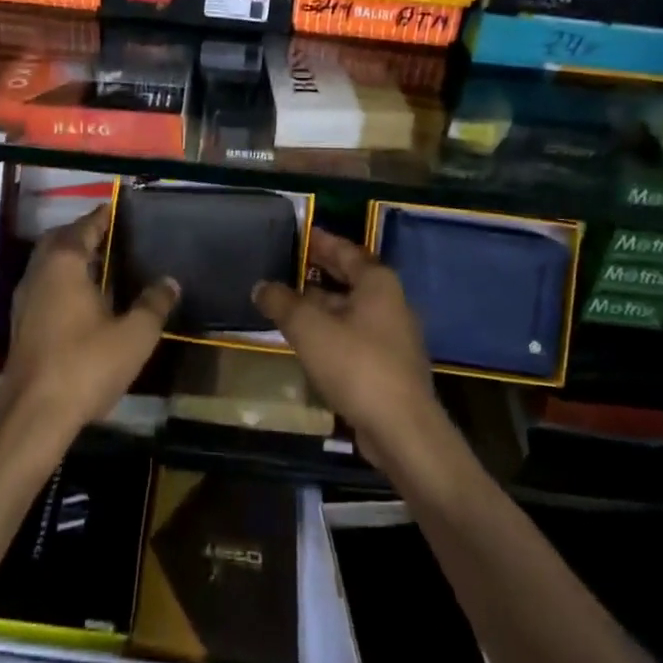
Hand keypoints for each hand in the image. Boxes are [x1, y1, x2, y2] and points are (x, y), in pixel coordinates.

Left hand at [0, 205, 178, 456]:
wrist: (34, 416)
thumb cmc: (86, 365)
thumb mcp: (134, 335)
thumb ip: (154, 304)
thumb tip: (170, 281)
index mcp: (64, 263)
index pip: (84, 227)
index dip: (102, 217)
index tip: (118, 209)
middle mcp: (39, 273)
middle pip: (59, 240)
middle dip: (82, 234)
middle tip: (109, 236)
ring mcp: (24, 300)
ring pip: (47, 265)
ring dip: (69, 259)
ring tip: (100, 265)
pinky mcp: (20, 325)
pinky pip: (42, 287)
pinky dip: (61, 282)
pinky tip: (82, 301)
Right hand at [251, 227, 441, 467]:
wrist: (401, 430)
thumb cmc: (355, 364)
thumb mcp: (307, 327)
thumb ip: (281, 302)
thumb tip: (261, 286)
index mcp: (377, 282)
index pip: (345, 249)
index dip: (320, 240)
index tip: (298, 233)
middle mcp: (390, 302)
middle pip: (350, 278)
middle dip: (319, 271)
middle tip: (287, 263)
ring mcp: (393, 336)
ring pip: (350, 309)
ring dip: (321, 304)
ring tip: (288, 302)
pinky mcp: (389, 365)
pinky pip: (354, 335)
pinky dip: (331, 329)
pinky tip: (308, 340)